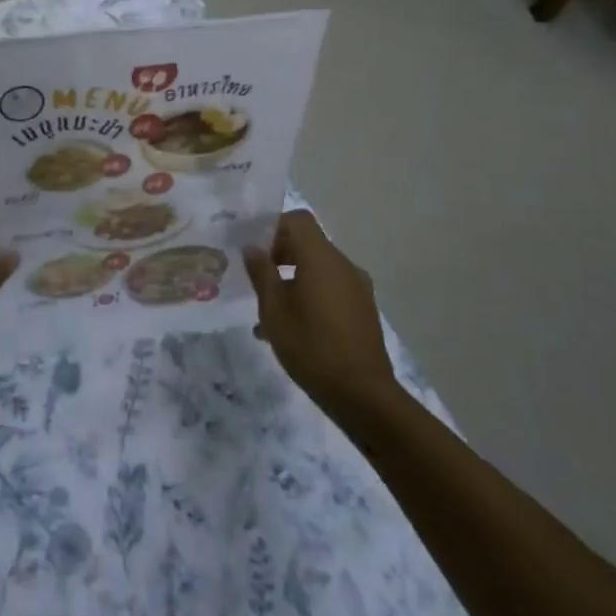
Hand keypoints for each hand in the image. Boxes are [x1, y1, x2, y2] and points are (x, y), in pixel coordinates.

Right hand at [245, 210, 397, 418]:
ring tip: (269, 311)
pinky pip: (331, 290)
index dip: (274, 226)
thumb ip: (262, 273)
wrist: (362, 395)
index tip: (255, 248)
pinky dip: (311, 296)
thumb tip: (252, 247)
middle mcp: (343, 265)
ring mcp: (358, 288)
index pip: (298, 220)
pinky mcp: (363, 310)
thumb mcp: (273, 310)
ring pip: (319, 269)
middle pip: (309, 243)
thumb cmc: (311, 346)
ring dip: (293, 279)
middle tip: (257, 278)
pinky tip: (292, 328)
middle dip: (280, 254)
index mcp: (321, 258)